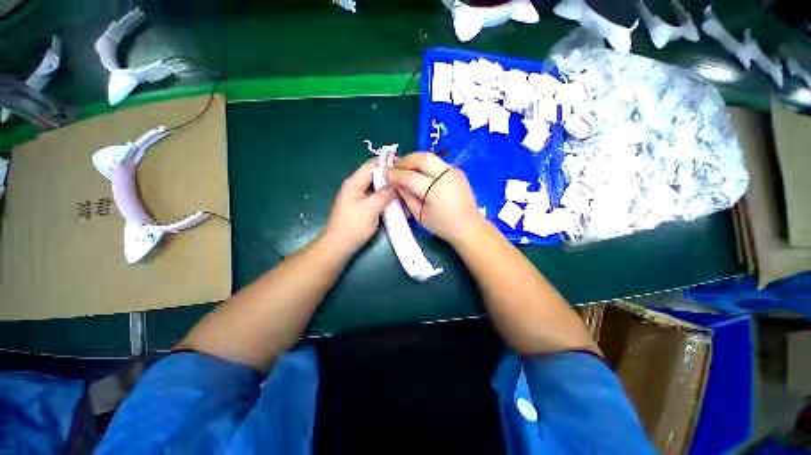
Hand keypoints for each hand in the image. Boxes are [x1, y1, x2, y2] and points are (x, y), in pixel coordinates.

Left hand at [322, 159, 396, 254]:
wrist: (339, 246)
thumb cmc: (353, 226)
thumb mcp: (371, 208)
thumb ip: (384, 194)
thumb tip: (396, 183)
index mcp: (354, 183)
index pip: (372, 165)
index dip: (387, 162)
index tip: (404, 164)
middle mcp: (356, 187)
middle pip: (375, 176)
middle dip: (391, 177)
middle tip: (408, 181)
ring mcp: (358, 197)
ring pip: (377, 188)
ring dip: (390, 189)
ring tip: (405, 192)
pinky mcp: (362, 207)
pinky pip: (376, 198)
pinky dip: (386, 199)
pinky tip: (397, 204)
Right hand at [385, 152, 482, 245]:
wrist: (469, 227)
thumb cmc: (443, 226)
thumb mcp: (420, 216)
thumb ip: (406, 197)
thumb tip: (395, 182)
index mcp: (436, 191)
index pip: (411, 176)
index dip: (396, 174)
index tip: (385, 173)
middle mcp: (446, 176)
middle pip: (422, 158)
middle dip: (405, 160)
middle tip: (395, 168)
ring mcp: (454, 171)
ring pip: (430, 156)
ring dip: (415, 160)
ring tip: (405, 169)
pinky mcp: (457, 171)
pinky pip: (437, 162)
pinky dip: (425, 164)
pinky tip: (419, 172)